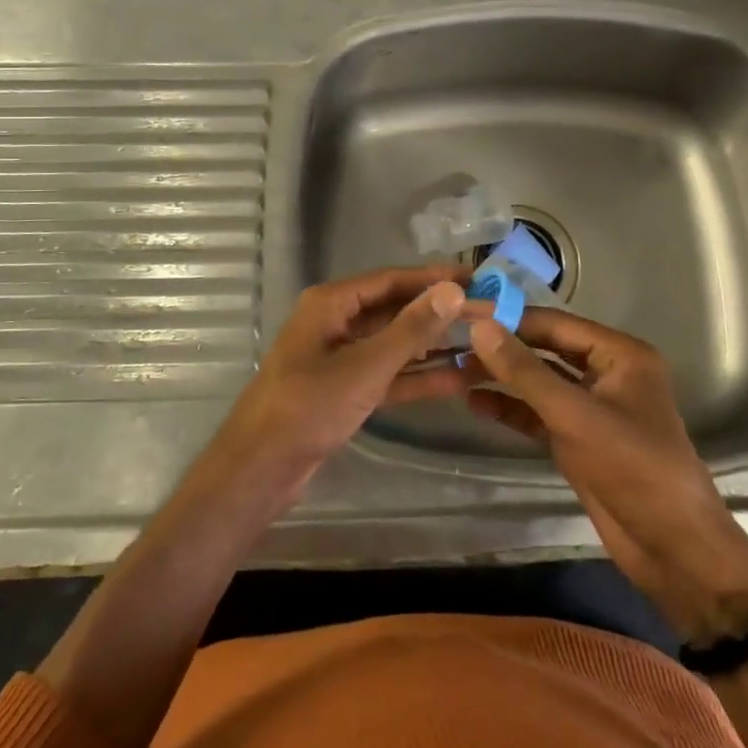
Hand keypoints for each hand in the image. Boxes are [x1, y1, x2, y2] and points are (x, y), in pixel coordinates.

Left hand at [204, 266, 477, 507]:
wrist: (260, 469)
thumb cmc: (308, 407)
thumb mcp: (366, 367)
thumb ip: (411, 329)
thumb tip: (453, 290)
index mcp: (332, 303)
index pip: (392, 279)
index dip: (434, 277)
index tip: (476, 278)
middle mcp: (336, 321)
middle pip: (395, 309)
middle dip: (438, 313)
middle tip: (487, 311)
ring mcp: (340, 357)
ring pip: (394, 343)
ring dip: (433, 345)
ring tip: (481, 342)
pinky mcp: (345, 389)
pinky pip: (388, 374)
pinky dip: (418, 377)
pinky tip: (458, 380)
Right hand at [467, 310, 747, 642]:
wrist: (674, 552)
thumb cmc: (634, 469)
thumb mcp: (575, 415)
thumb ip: (525, 371)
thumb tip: (479, 327)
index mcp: (619, 354)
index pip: (554, 323)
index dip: (509, 317)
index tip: (463, 314)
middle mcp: (605, 373)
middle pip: (544, 349)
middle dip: (501, 349)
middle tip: (452, 343)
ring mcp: (590, 408)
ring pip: (538, 382)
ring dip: (501, 378)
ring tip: (453, 372)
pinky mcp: (578, 440)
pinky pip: (538, 414)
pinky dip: (510, 408)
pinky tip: (474, 403)